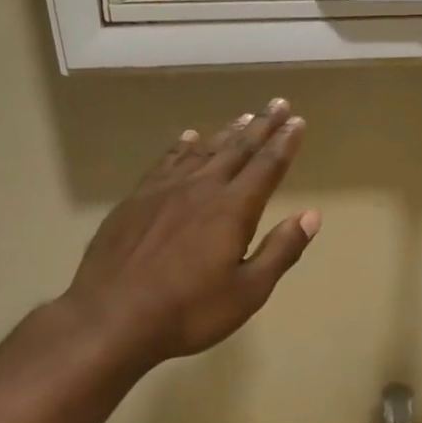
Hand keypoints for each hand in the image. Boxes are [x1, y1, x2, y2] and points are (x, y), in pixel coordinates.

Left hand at [64, 100, 319, 372]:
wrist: (110, 318)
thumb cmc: (189, 311)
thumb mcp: (248, 291)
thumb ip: (281, 250)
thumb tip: (311, 215)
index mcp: (232, 210)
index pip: (266, 167)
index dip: (284, 143)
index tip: (297, 121)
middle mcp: (200, 189)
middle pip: (237, 150)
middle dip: (261, 126)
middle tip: (278, 104)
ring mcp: (163, 191)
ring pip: (202, 151)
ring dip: (226, 133)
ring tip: (243, 117)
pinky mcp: (135, 200)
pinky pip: (166, 162)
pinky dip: (182, 147)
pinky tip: (188, 139)